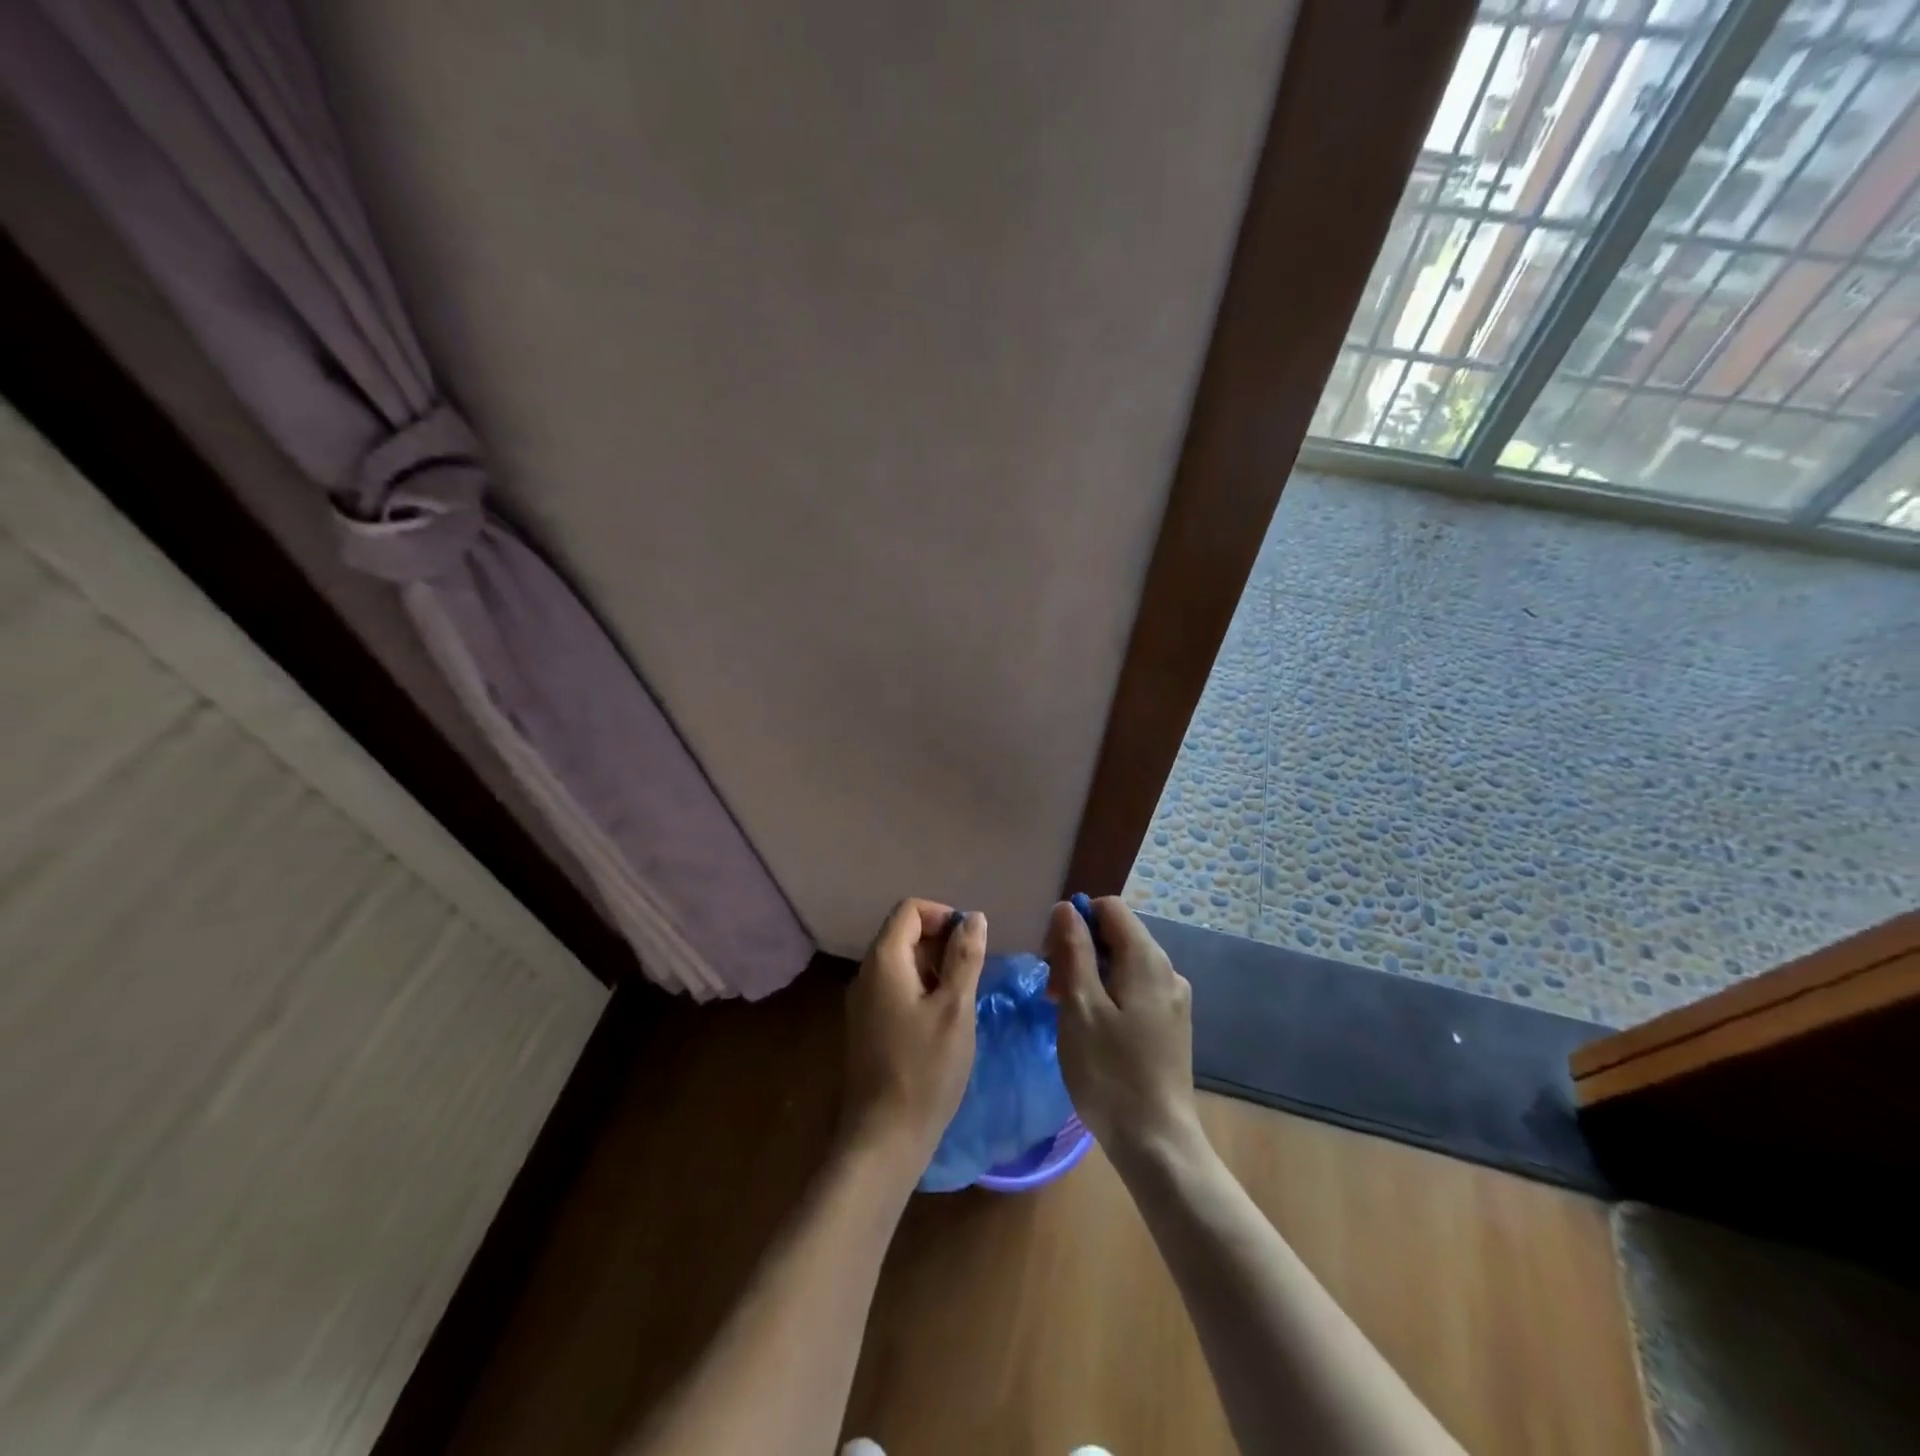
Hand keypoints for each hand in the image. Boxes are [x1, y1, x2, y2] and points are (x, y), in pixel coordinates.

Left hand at [842, 899, 986, 1170]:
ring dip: (935, 968)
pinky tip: (944, 1020)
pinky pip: (896, 988)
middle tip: (973, 974)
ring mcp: (863, 1002)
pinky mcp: (868, 1026)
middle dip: (942, 942)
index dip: (943, 916)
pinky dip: (922, 989)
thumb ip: (965, 958)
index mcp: (884, 961)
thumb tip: (974, 918)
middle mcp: (866, 974)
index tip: (971, 944)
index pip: (909, 909)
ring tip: (963, 998)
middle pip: (904, 933)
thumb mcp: (955, 1009)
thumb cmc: (924, 1069)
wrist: (883, 1138)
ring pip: (902, 963)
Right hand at [1045, 897, 1200, 1163]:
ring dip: (1089, 975)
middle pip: (1116, 935)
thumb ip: (1073, 950)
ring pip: (1123, 964)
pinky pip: (1134, 990)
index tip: (1050, 953)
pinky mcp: (1171, 1025)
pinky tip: (1090, 1027)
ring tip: (1064, 1011)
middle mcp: (1167, 970)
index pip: (1109, 908)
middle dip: (1078, 950)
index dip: (1075, 919)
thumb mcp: (1080, 1006)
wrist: (1156, 1142)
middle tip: (1051, 989)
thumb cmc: (1110, 1071)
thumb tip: (1067, 908)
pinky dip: (1107, 995)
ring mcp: (1173, 999)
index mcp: (1146, 958)